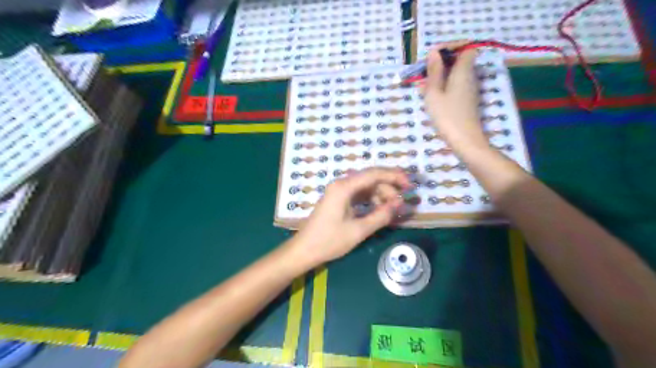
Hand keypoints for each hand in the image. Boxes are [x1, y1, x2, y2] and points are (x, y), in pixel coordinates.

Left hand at [291, 167, 408, 267]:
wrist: (304, 250)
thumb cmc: (329, 241)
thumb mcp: (358, 230)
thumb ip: (381, 216)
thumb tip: (399, 205)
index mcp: (344, 187)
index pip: (374, 174)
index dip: (394, 176)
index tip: (409, 185)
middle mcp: (341, 184)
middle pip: (370, 179)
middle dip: (389, 188)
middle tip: (402, 202)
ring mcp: (339, 192)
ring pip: (366, 187)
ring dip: (381, 195)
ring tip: (393, 209)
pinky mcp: (339, 200)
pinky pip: (359, 195)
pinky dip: (372, 201)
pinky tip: (381, 209)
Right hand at [422, 41, 488, 148]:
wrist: (465, 140)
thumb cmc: (447, 116)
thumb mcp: (434, 93)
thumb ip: (434, 72)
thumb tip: (434, 52)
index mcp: (463, 71)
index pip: (467, 47)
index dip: (452, 47)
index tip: (434, 55)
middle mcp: (470, 77)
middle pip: (460, 60)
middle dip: (442, 62)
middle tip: (425, 72)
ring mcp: (470, 89)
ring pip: (457, 74)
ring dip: (441, 75)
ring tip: (424, 86)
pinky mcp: (468, 100)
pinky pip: (456, 85)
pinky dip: (445, 86)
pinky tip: (432, 97)